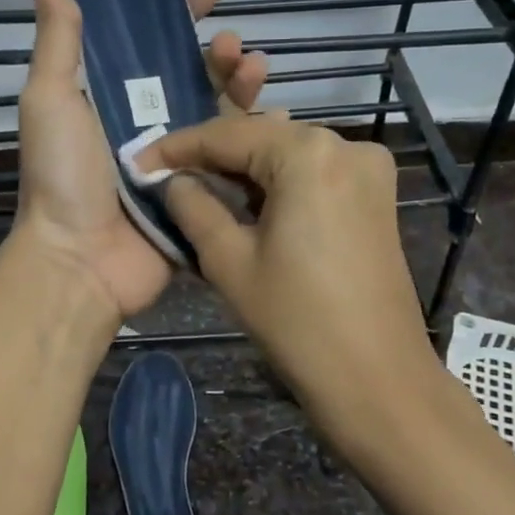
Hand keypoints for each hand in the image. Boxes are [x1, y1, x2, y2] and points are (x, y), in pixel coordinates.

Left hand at [12, 0, 267, 320]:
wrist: (80, 261)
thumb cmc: (62, 176)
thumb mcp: (49, 103)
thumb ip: (58, 47)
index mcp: (111, 99)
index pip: (149, 45)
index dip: (179, 14)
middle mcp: (147, 126)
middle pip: (194, 77)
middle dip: (220, 54)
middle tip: (235, 45)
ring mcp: (178, 162)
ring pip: (220, 114)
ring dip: (242, 88)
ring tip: (257, 71)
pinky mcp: (201, 196)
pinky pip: (235, 161)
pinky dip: (256, 138)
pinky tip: (277, 118)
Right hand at [137, 117, 439, 437]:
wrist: (377, 379)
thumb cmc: (296, 320)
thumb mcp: (228, 261)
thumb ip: (193, 207)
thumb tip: (173, 182)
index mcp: (308, 153)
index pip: (227, 135)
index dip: (176, 148)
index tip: (137, 163)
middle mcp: (345, 145)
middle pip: (261, 136)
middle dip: (211, 155)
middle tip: (164, 176)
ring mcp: (368, 169)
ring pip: (288, 153)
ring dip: (243, 168)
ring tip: (198, 187)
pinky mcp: (376, 196)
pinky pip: (314, 173)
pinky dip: (277, 182)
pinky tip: (247, 201)